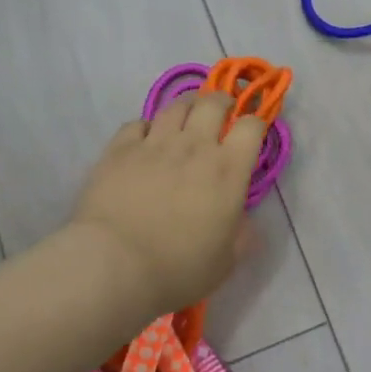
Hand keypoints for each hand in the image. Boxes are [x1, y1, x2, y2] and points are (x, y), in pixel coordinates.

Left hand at [69, 92, 265, 319]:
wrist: (114, 265)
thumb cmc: (178, 269)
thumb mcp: (226, 262)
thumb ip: (241, 235)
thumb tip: (243, 221)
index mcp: (228, 170)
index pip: (252, 126)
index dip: (256, 122)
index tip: (253, 131)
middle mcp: (194, 146)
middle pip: (213, 103)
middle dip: (222, 102)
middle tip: (221, 113)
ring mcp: (154, 143)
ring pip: (176, 106)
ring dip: (187, 107)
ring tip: (186, 117)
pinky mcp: (120, 149)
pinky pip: (137, 123)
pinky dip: (146, 127)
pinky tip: (145, 140)